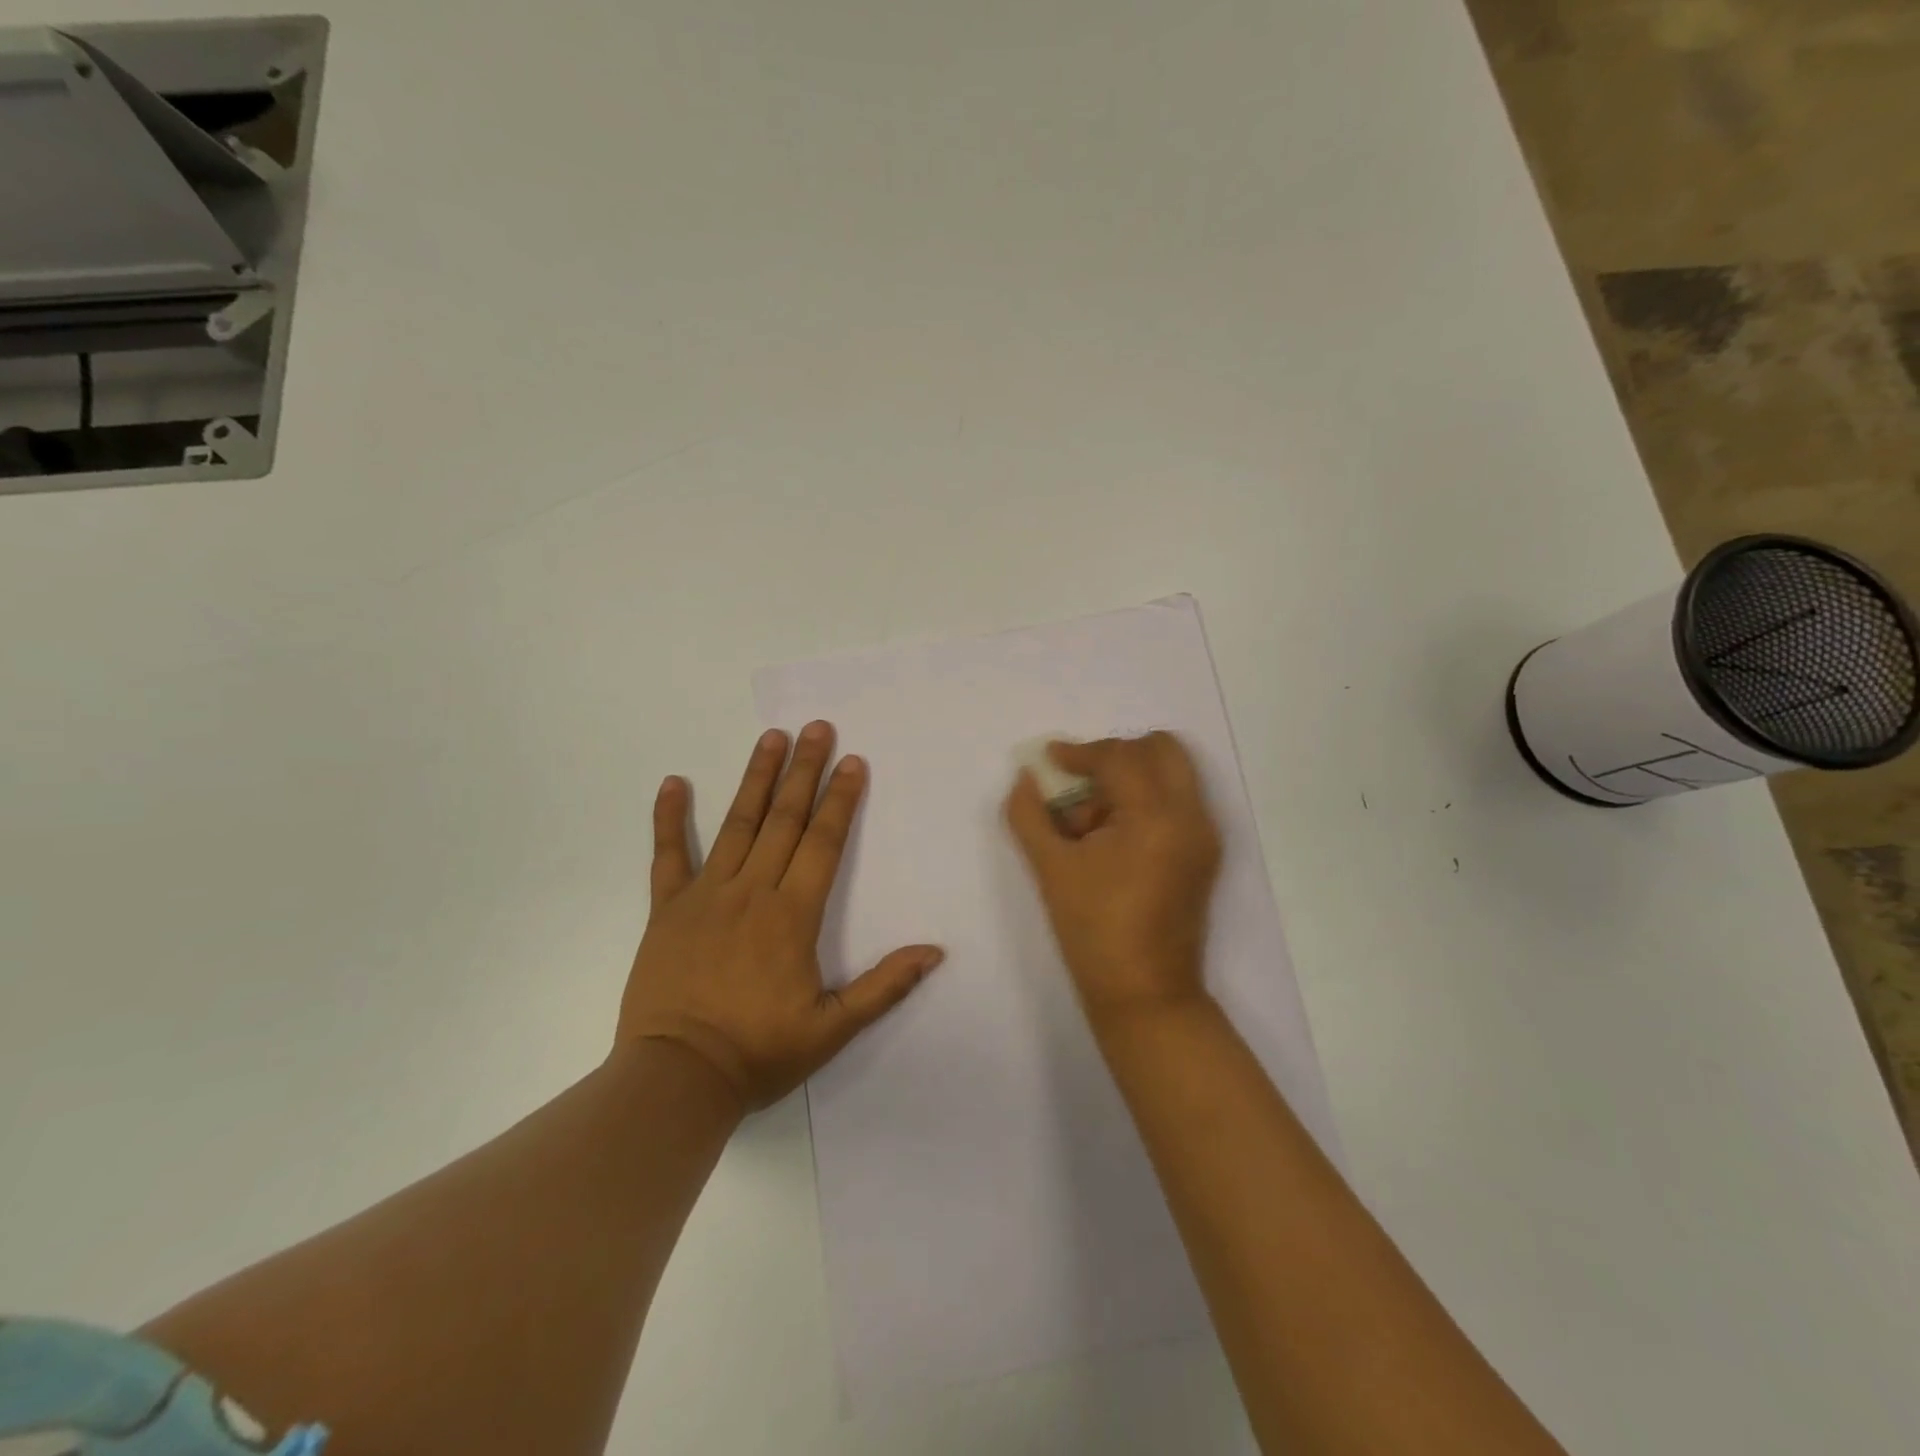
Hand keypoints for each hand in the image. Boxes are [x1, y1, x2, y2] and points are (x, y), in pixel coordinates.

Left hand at [619, 722, 944, 1110]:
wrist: (676, 1079)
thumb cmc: (759, 1052)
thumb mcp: (833, 1029)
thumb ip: (884, 986)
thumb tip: (935, 952)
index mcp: (792, 915)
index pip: (822, 842)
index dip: (841, 799)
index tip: (852, 761)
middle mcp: (752, 891)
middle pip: (784, 819)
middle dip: (804, 770)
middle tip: (816, 728)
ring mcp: (705, 895)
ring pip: (736, 824)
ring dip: (756, 778)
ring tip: (770, 737)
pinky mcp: (667, 909)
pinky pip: (667, 855)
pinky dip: (669, 818)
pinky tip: (672, 782)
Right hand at [1004, 733, 1221, 1024]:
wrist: (1145, 994)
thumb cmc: (1094, 931)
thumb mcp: (1050, 868)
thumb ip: (1029, 814)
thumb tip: (1026, 777)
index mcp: (1155, 817)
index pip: (1119, 758)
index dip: (1079, 753)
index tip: (1049, 759)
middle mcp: (1191, 816)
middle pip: (1161, 749)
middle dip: (1116, 754)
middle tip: (1080, 781)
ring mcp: (1204, 835)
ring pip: (1173, 773)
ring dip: (1132, 776)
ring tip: (1092, 820)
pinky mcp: (1205, 853)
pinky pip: (1178, 801)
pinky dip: (1146, 799)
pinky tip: (1112, 837)